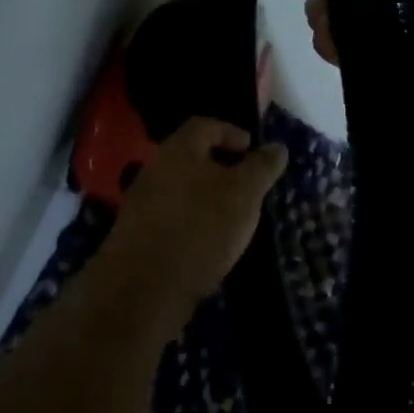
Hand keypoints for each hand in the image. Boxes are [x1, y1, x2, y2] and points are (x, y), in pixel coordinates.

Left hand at [104, 117, 287, 320]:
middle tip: (246, 184)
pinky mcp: (136, 235)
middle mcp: (155, 167)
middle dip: (220, 166)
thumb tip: (277, 147)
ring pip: (180, 188)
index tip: (251, 149)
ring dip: (205, 196)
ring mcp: (141, 202)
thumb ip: (261, 167)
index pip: (205, 125)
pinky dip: (190, 221)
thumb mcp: (244, 194)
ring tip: (231, 217)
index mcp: (179, 149)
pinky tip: (207, 242)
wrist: (144, 287)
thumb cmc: (200, 227)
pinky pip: (170, 216)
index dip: (231, 132)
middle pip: (191, 156)